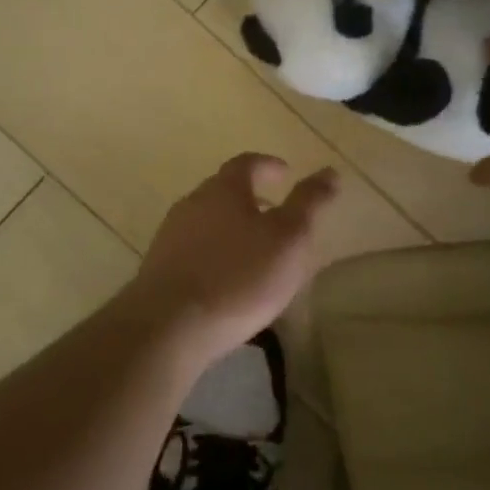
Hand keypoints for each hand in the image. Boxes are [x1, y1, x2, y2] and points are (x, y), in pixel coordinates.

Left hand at [122, 154, 338, 362]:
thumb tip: (330, 171)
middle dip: (251, 198)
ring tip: (256, 251)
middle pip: (224, 191)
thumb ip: (309, 203)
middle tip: (276, 214)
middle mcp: (192, 203)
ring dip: (232, 228)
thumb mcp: (289, 239)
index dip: (268, 165)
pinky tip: (228, 280)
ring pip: (208, 221)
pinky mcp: (159, 268)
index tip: (286, 173)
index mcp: (223, 189)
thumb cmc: (238, 276)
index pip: (247, 163)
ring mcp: (170, 235)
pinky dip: (216, 254)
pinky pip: (195, 250)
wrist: (169, 325)